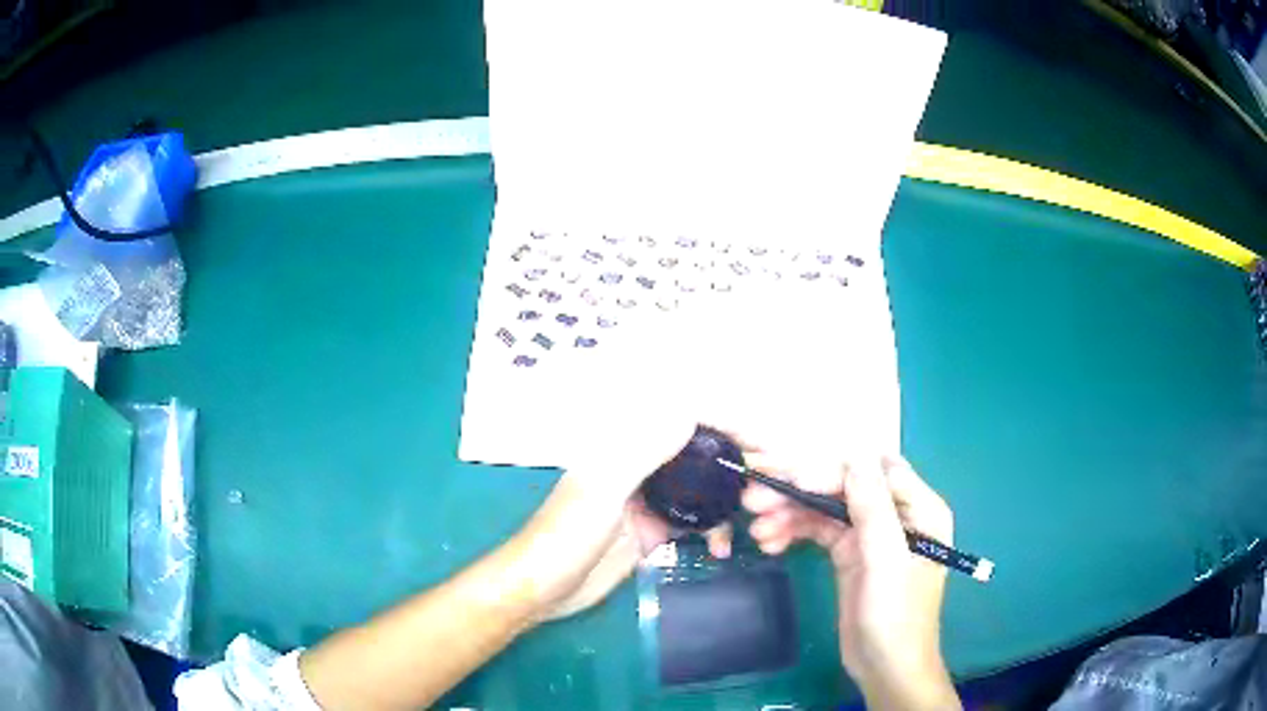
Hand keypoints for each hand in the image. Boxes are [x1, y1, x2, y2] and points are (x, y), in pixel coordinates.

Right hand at [742, 452, 959, 709]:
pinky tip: (769, 542)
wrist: (885, 668)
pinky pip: (818, 531)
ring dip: (790, 513)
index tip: (790, 479)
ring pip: (825, 508)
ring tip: (757, 530)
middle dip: (801, 491)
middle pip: (844, 487)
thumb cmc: (897, 617)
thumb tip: (853, 457)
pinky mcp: (848, 554)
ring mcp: (870, 535)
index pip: (872, 471)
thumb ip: (873, 509)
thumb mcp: (887, 562)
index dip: (831, 470)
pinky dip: (794, 532)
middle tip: (754, 500)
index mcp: (918, 509)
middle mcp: (894, 514)